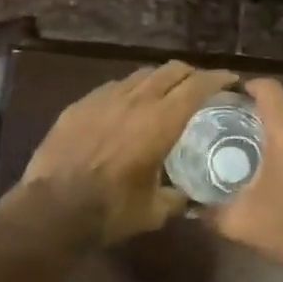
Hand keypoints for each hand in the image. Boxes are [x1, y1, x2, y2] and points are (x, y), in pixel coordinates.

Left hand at [10, 60, 237, 245]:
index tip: (231, 80)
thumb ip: (176, 198)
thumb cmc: (111, 211)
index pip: (197, 86)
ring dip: (159, 80)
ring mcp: (103, 99)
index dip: (217, 79)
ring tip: (164, 94)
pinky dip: (129, 91)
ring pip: (140, 75)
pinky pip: (112, 88)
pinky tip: (127, 107)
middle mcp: (135, 101)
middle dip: (190, 74)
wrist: (52, 209)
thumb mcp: (154, 211)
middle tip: (200, 86)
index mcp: (161, 122)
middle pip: (170, 70)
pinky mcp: (79, 106)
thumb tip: (187, 197)